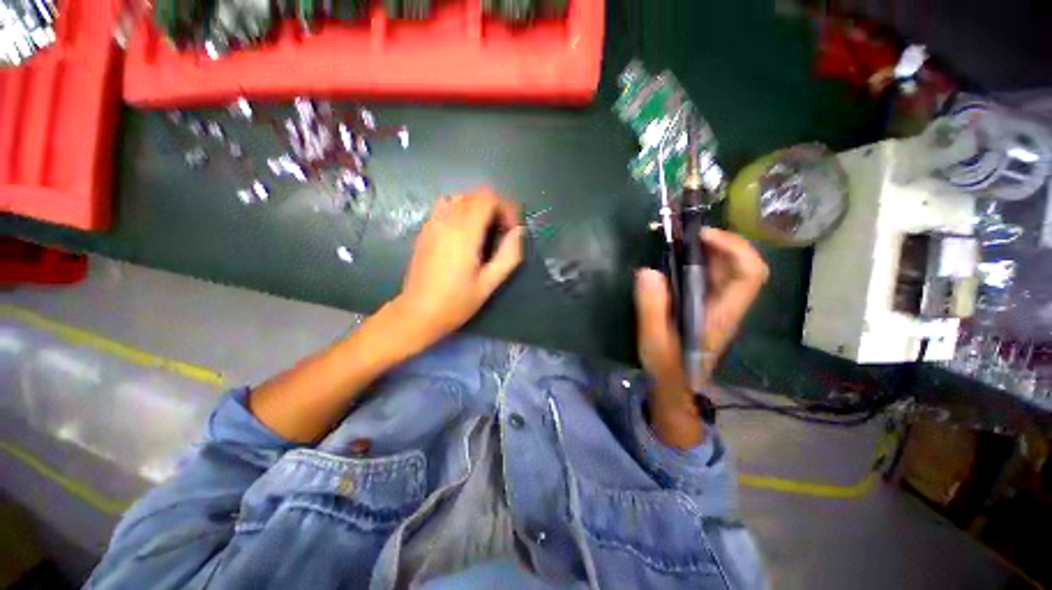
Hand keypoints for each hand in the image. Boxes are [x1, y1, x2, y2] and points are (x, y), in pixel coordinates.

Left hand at [393, 188, 523, 345]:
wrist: (417, 313)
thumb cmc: (456, 302)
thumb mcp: (489, 283)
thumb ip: (509, 255)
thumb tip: (520, 231)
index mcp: (464, 233)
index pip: (488, 197)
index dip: (506, 207)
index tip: (512, 229)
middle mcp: (446, 221)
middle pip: (475, 194)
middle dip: (495, 207)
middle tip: (502, 232)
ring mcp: (432, 224)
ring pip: (460, 197)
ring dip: (477, 208)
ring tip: (484, 231)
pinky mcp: (425, 231)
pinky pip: (445, 207)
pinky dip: (461, 211)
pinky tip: (465, 234)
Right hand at [634, 228, 768, 446]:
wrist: (674, 387)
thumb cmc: (668, 368)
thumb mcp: (655, 341)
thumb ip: (652, 308)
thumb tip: (647, 271)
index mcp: (722, 312)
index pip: (749, 273)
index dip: (733, 247)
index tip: (701, 235)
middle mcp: (725, 304)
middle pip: (738, 263)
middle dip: (715, 241)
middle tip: (680, 233)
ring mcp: (714, 304)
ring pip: (721, 267)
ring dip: (702, 248)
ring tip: (672, 240)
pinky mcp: (700, 305)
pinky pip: (704, 275)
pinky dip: (691, 260)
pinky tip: (669, 258)